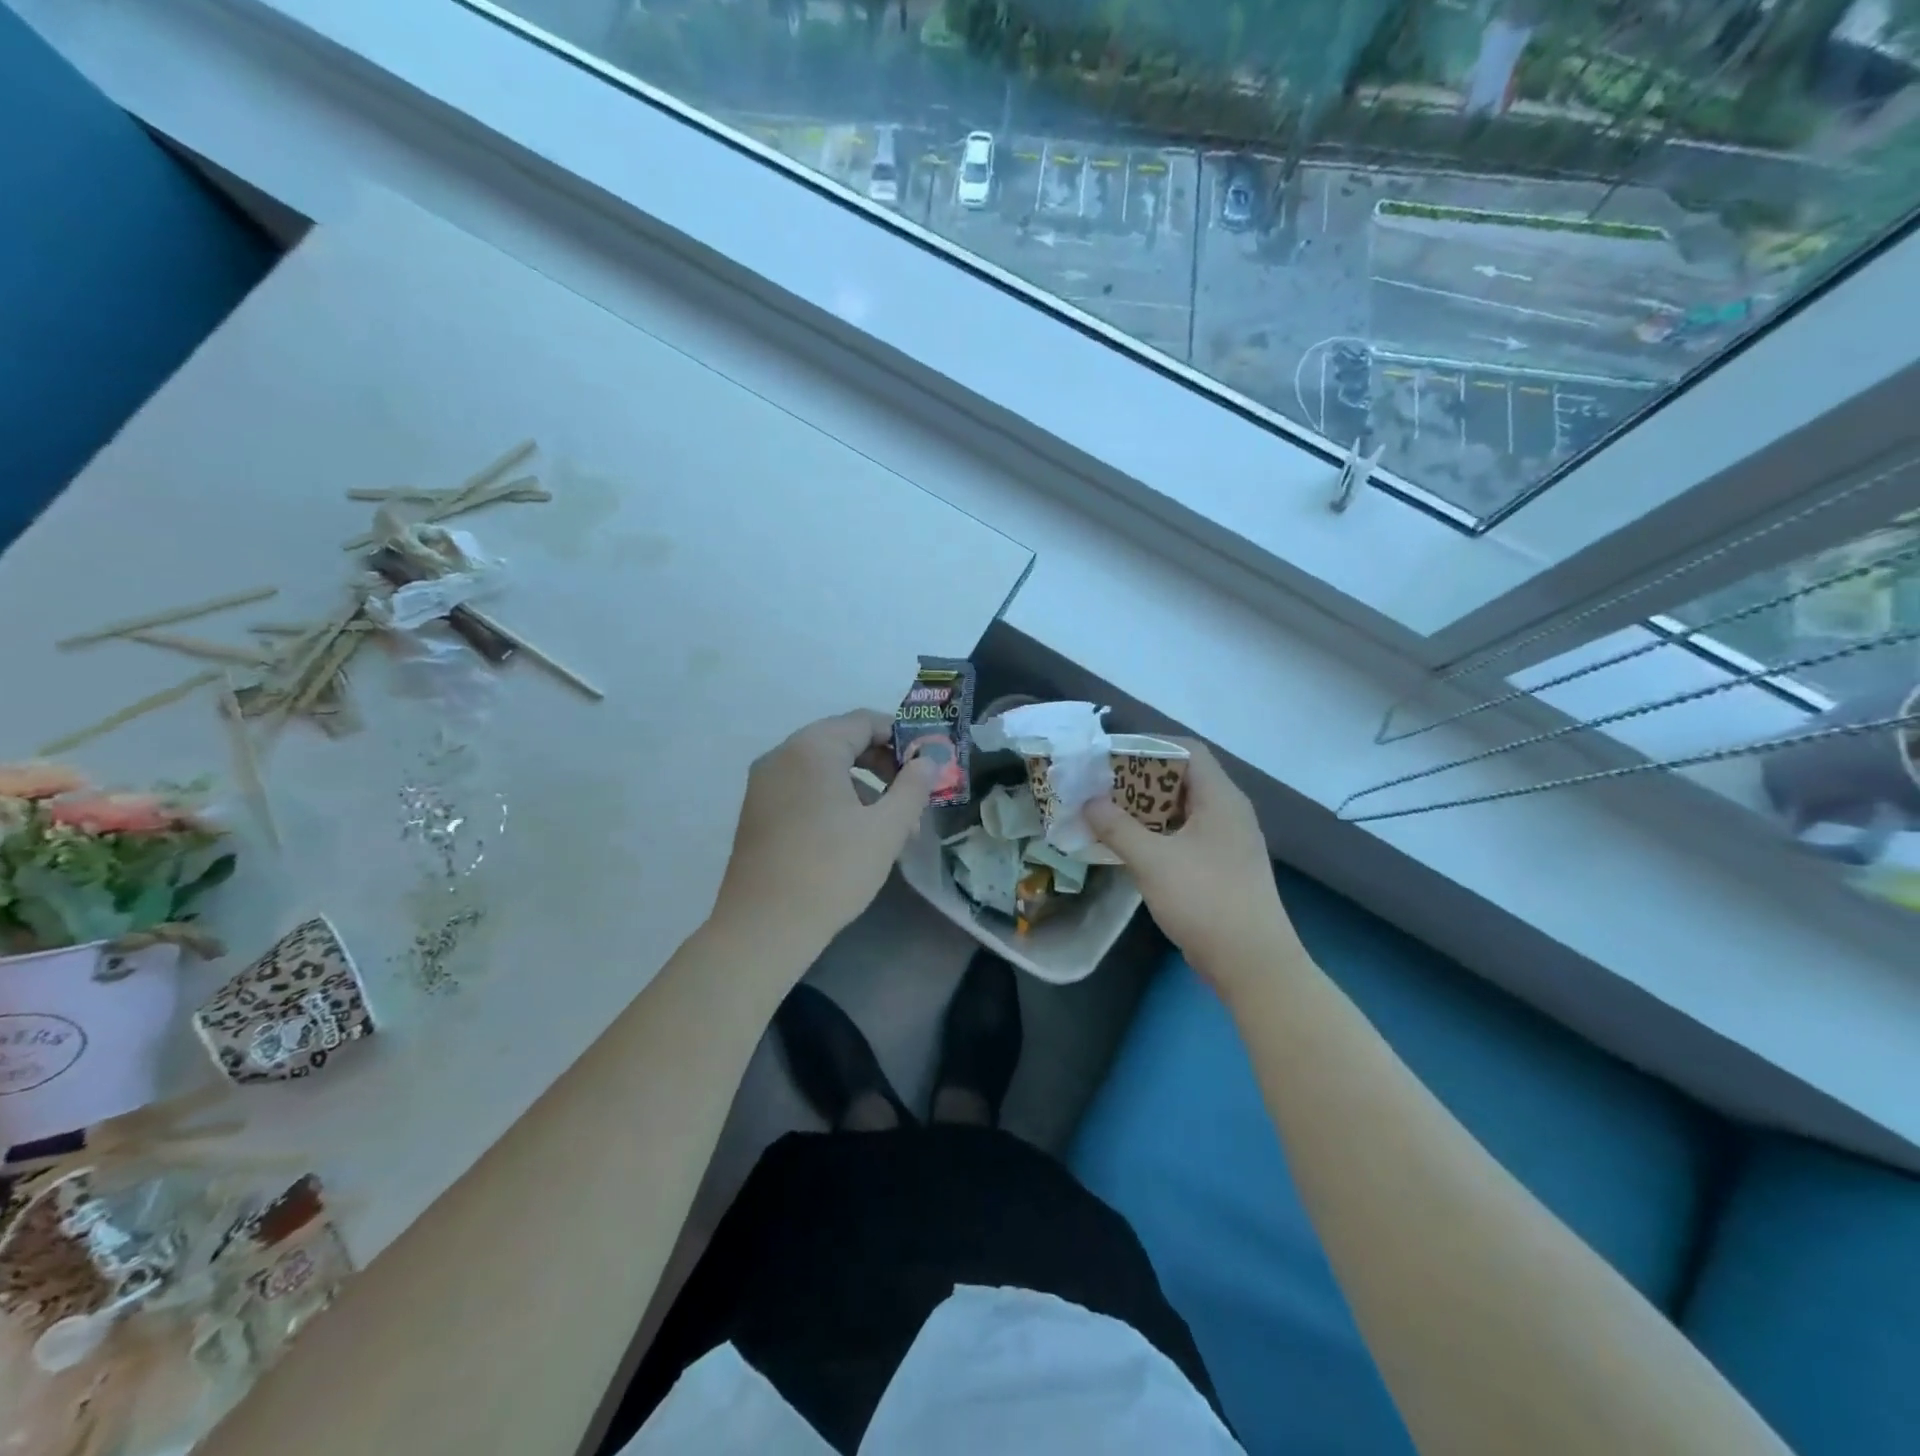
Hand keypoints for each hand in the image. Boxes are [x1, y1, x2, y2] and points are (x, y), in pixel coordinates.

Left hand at [710, 709, 939, 968]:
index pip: (864, 721)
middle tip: (912, 798)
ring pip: (824, 770)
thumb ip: (913, 787)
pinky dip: (834, 801)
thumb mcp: (886, 828)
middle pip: (843, 742)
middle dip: (884, 767)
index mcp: (812, 748)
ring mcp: (764, 784)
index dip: (902, 738)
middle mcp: (782, 755)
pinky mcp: (757, 811)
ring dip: (863, 788)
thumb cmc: (832, 870)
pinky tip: (855, 837)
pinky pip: (804, 790)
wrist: (764, 927)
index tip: (927, 765)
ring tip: (892, 828)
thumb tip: (928, 760)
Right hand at [1085, 739, 1300, 997]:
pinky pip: (1186, 836)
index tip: (1113, 757)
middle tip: (1102, 787)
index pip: (1188, 751)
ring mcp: (1228, 842)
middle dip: (1141, 780)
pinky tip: (1130, 847)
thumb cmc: (1205, 899)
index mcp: (1221, 799)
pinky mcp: (1222, 867)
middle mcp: (1229, 812)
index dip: (1151, 746)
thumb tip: (1089, 802)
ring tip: (1107, 814)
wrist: (1253, 963)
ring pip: (1183, 810)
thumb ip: (1117, 827)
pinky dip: (1158, 834)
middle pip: (1183, 779)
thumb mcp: (1153, 860)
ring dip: (1146, 810)